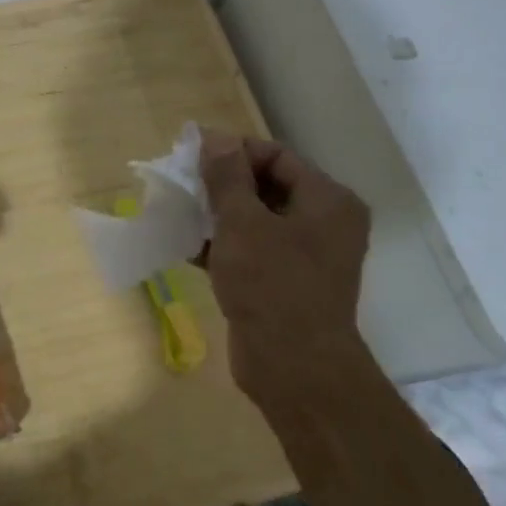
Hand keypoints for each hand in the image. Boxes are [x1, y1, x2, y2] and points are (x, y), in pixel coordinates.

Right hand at [200, 131, 373, 415]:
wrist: (294, 368)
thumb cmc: (272, 285)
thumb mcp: (242, 223)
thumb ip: (226, 177)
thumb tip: (213, 137)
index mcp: (327, 201)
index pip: (276, 156)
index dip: (233, 152)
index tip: (191, 157)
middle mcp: (324, 224)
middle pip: (266, 186)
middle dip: (221, 184)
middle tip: (182, 184)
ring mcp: (305, 257)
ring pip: (255, 220)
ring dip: (217, 215)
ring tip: (178, 212)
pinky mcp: (285, 284)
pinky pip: (252, 251)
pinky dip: (223, 245)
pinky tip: (186, 244)